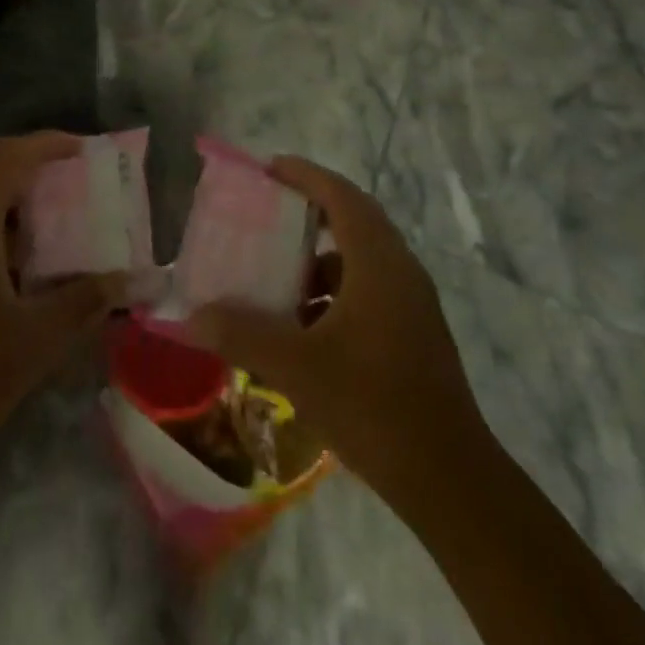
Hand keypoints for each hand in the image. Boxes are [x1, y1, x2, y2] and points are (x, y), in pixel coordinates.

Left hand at [0, 132, 122, 485]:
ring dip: (21, 218)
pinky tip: (22, 283)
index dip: (50, 143)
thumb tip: (134, 278)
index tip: (88, 151)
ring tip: (63, 240)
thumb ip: (86, 300)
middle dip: (42, 182)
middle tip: (85, 198)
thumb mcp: (35, 341)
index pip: (10, 156)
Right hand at [185, 156, 484, 498]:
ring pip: (361, 260)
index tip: (271, 167)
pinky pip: (369, 290)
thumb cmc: (373, 406)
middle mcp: (401, 270)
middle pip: (354, 220)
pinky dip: (335, 293)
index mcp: (378, 262)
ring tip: (279, 278)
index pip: (341, 196)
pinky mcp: (415, 332)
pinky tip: (306, 328)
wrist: (449, 478)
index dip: (306, 175)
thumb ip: (243, 335)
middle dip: (311, 211)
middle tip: (269, 214)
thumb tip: (195, 314)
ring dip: (321, 260)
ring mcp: (413, 303)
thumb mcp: (298, 368)